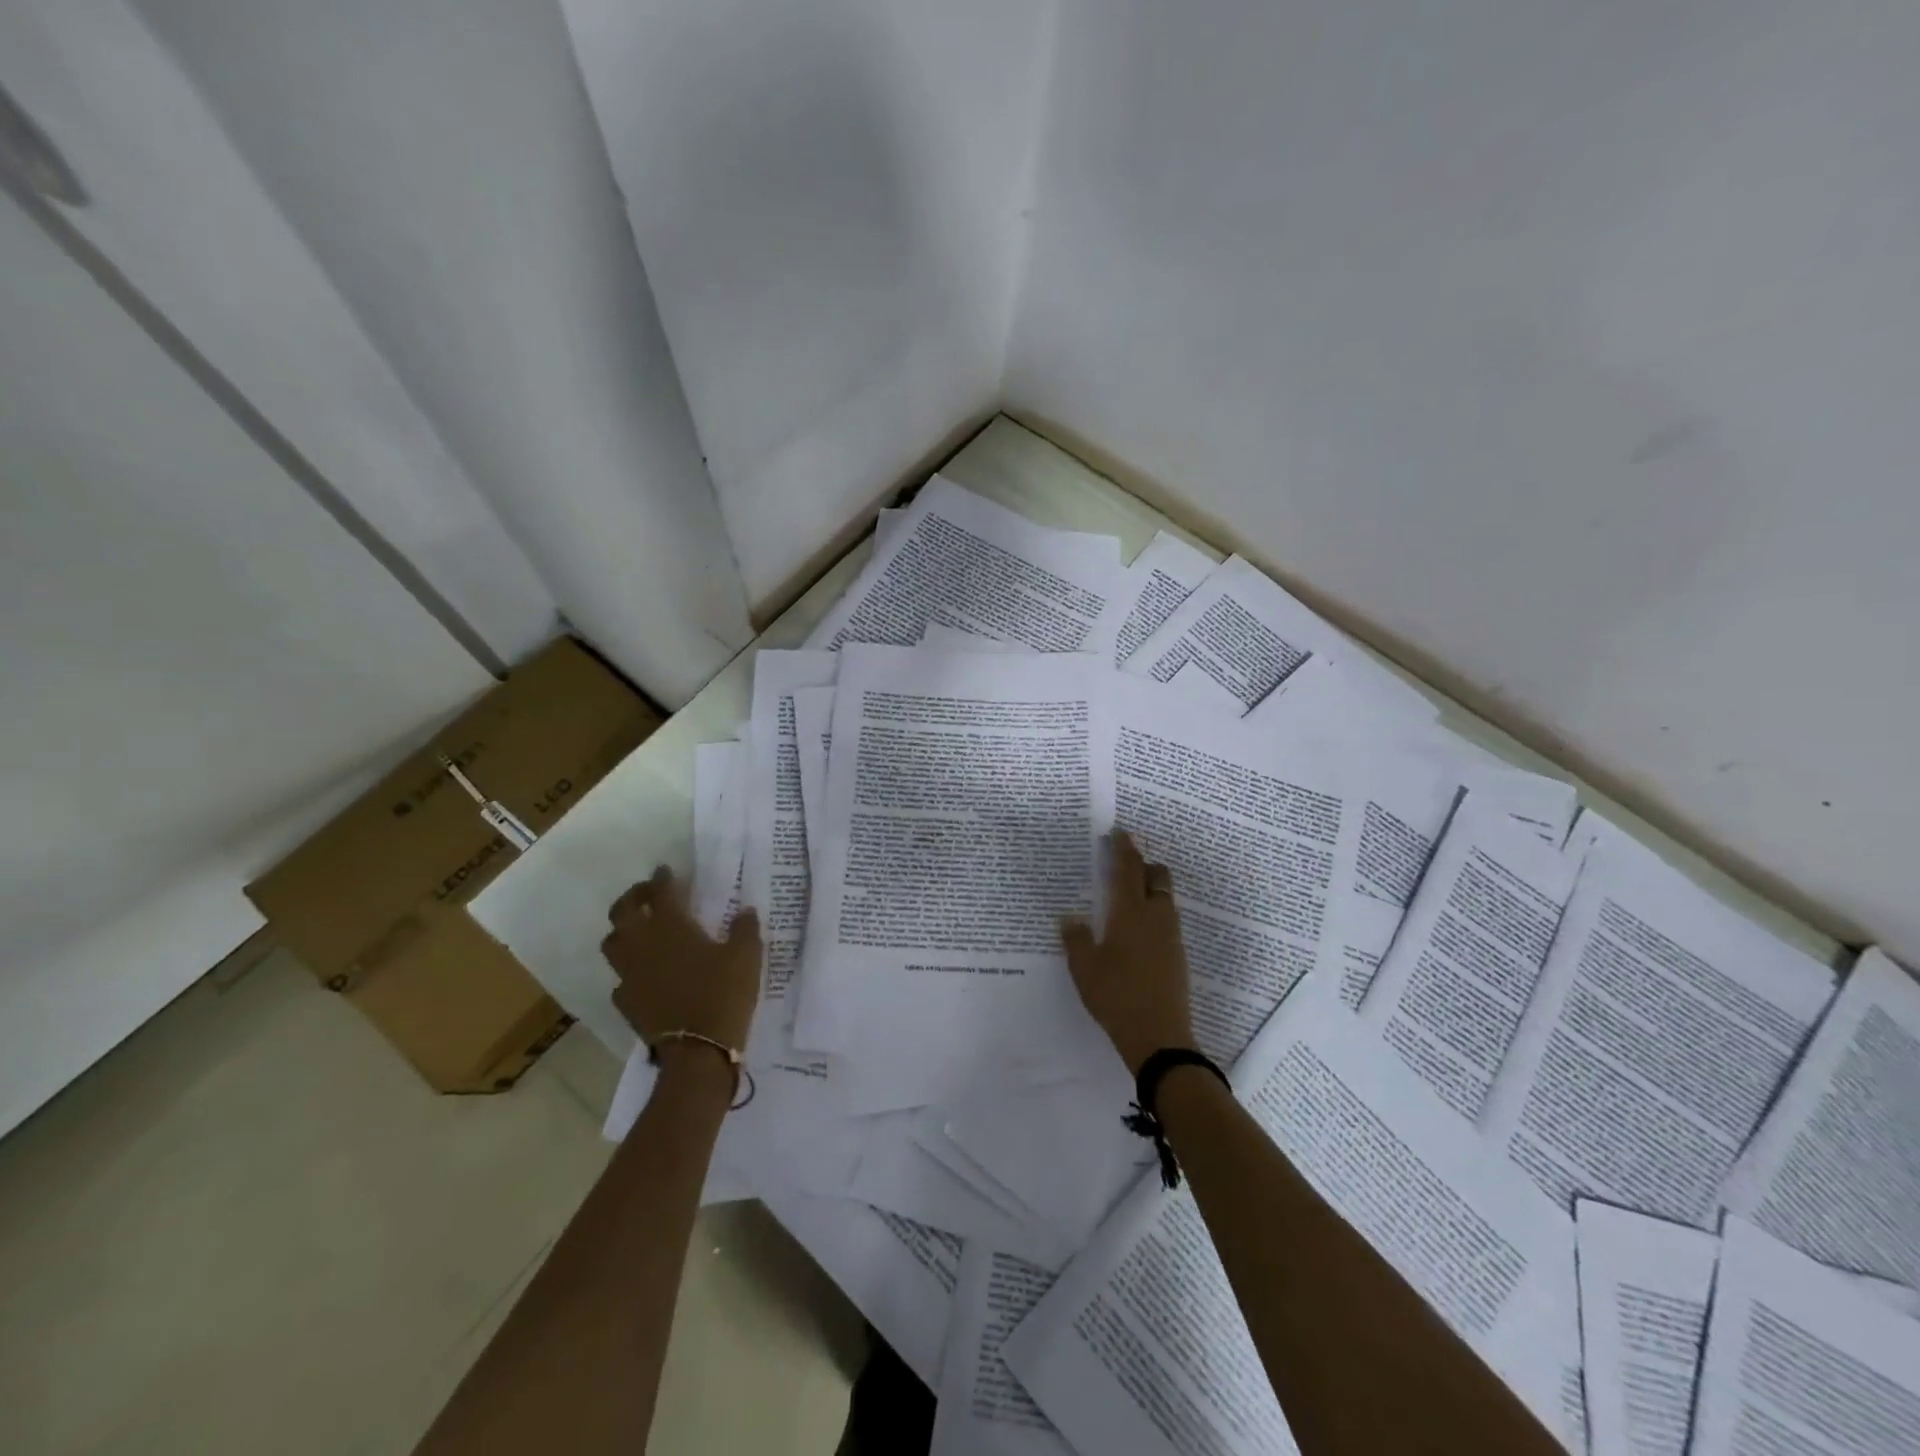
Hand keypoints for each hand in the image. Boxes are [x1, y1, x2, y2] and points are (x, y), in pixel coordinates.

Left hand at [601, 866, 761, 1053]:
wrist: (698, 1050)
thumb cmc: (723, 994)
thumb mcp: (747, 956)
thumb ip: (745, 929)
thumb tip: (745, 911)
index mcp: (670, 926)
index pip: (660, 893)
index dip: (662, 879)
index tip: (666, 871)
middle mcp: (642, 944)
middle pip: (623, 912)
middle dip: (633, 897)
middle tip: (648, 894)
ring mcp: (629, 974)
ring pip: (613, 943)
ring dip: (624, 930)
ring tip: (640, 930)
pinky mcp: (626, 1002)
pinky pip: (620, 978)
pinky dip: (630, 969)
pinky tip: (643, 973)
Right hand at [1062, 830, 1196, 1075]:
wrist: (1160, 1037)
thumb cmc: (1115, 996)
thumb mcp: (1084, 969)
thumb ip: (1076, 939)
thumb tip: (1069, 917)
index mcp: (1130, 912)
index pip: (1128, 869)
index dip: (1124, 847)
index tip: (1118, 832)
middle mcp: (1155, 916)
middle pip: (1157, 876)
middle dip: (1143, 864)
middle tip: (1123, 863)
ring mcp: (1171, 936)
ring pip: (1165, 898)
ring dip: (1150, 888)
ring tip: (1128, 896)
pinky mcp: (1178, 955)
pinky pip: (1167, 920)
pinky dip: (1154, 912)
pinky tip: (1138, 930)